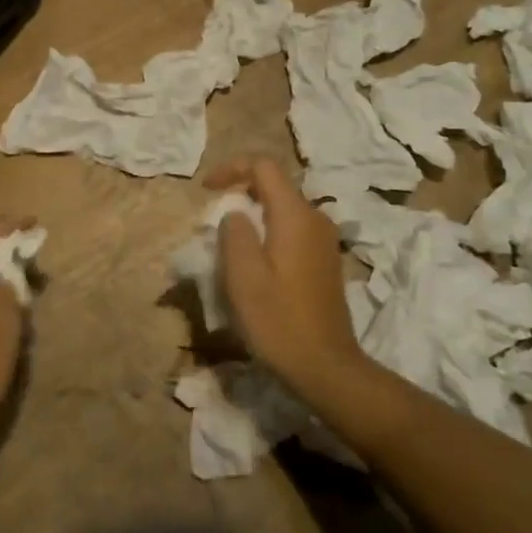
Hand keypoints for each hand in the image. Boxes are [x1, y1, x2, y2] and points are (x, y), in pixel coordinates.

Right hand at [203, 158, 371, 395]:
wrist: (325, 366)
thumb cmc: (279, 321)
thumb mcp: (243, 276)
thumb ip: (234, 233)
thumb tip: (236, 213)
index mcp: (295, 216)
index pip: (264, 167)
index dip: (232, 169)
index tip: (206, 190)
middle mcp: (315, 219)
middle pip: (275, 186)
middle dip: (240, 194)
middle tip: (213, 223)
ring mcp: (324, 240)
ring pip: (283, 210)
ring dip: (254, 216)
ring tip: (228, 245)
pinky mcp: (325, 260)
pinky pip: (292, 230)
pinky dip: (269, 233)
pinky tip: (254, 264)